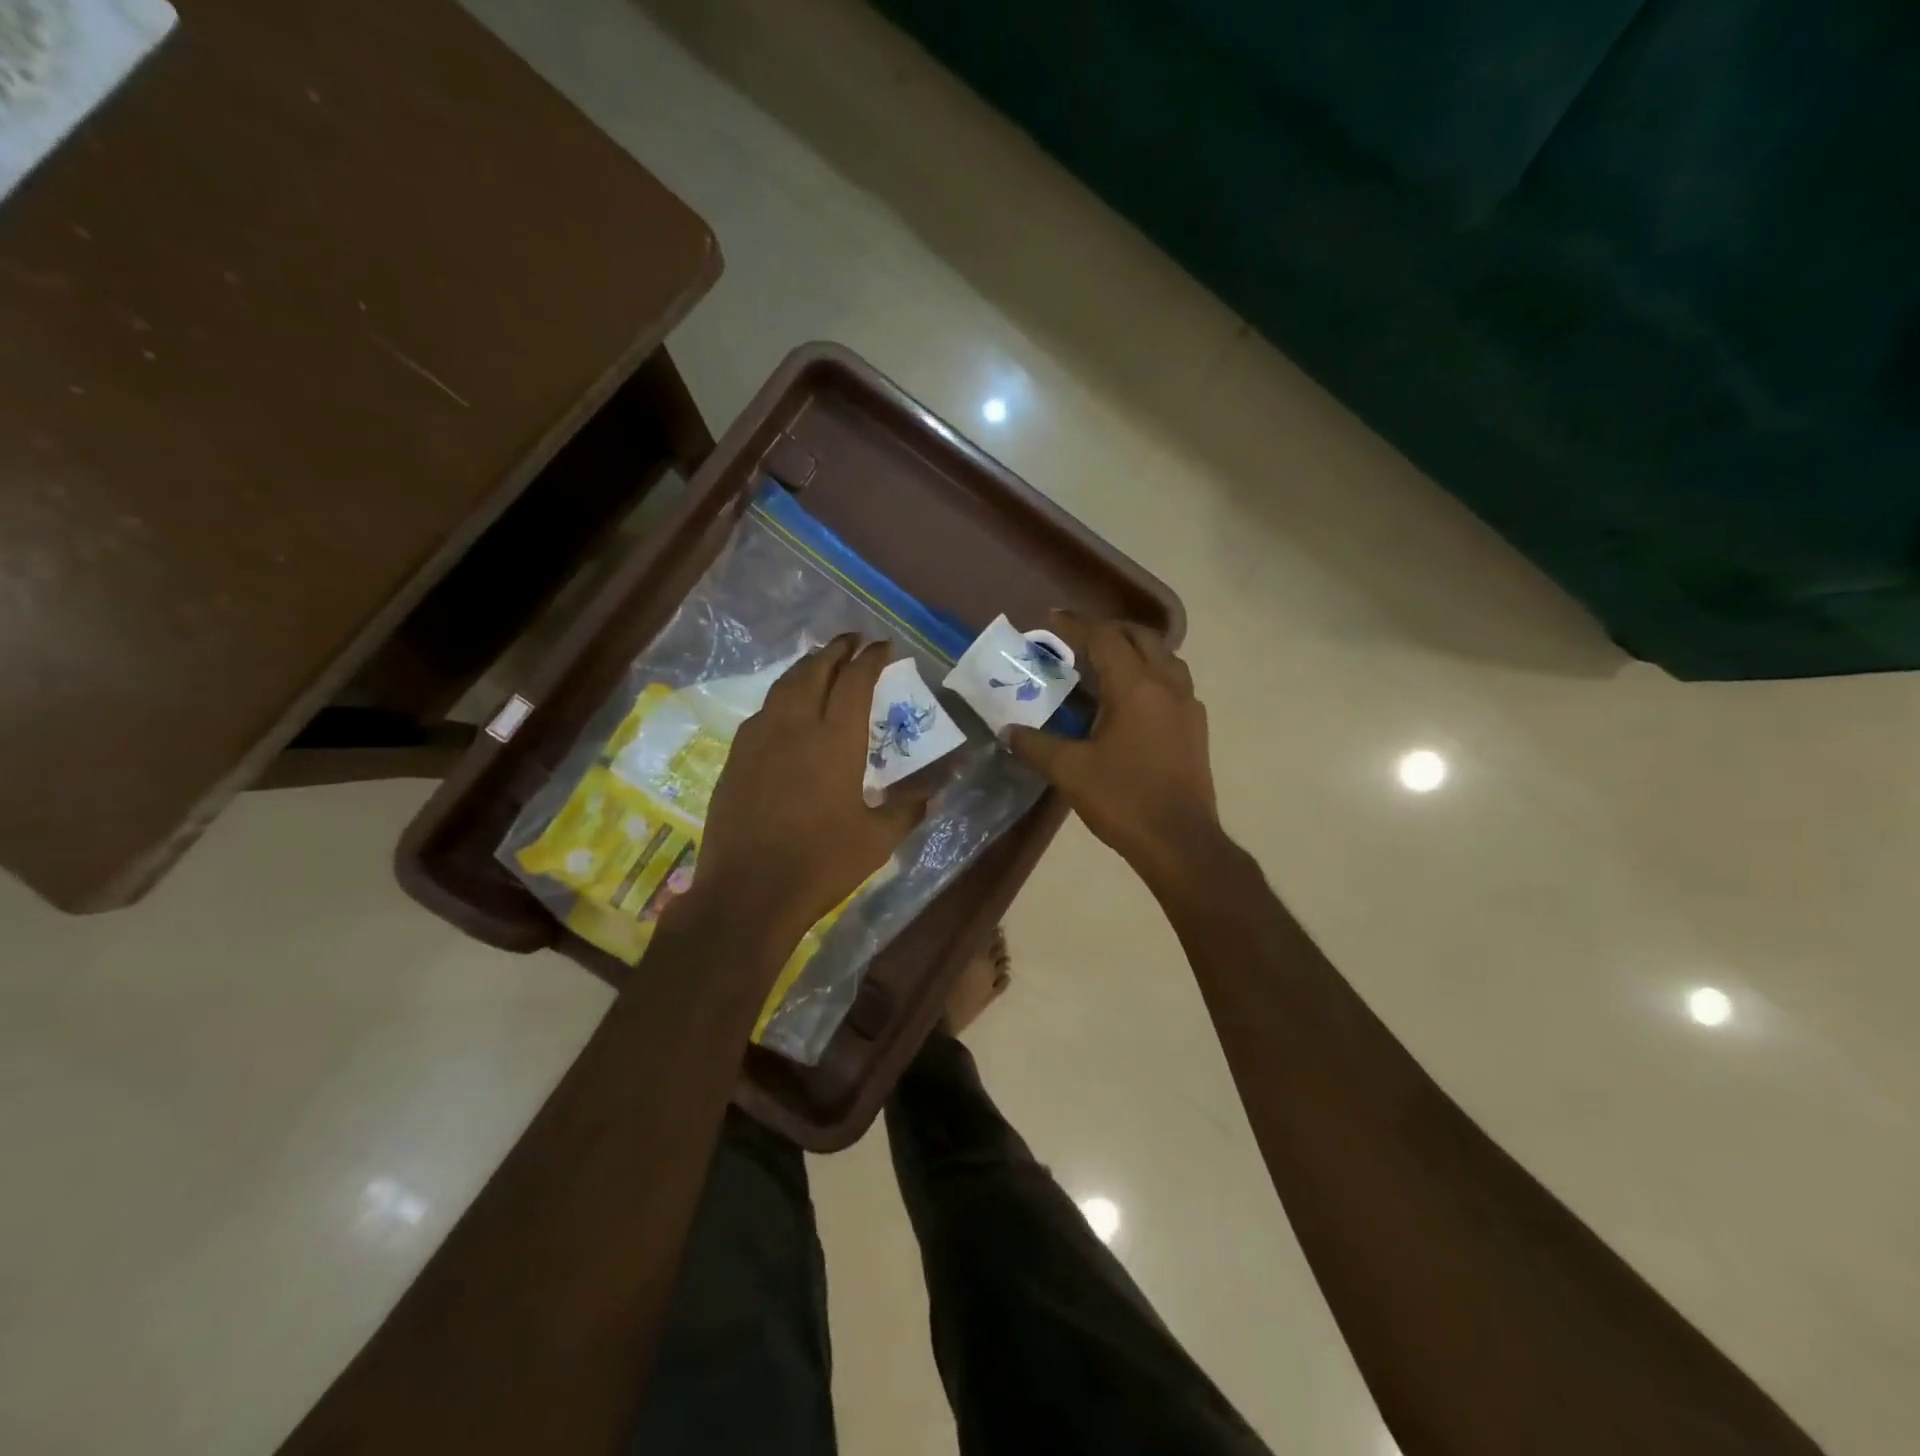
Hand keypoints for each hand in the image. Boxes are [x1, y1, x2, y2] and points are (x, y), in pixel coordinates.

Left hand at [683, 635, 929, 949]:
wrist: (748, 892)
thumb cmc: (821, 864)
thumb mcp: (878, 839)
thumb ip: (910, 806)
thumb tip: (941, 788)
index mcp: (836, 740)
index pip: (856, 680)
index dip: (872, 658)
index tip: (884, 647)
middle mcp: (795, 725)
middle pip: (816, 669)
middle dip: (837, 649)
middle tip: (853, 641)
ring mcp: (759, 738)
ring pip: (785, 684)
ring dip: (808, 666)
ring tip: (823, 663)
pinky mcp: (736, 756)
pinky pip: (764, 710)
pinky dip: (783, 695)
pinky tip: (789, 709)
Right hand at [1008, 613, 1218, 887]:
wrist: (1180, 842)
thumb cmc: (1123, 800)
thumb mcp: (1069, 772)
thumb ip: (1035, 745)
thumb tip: (1008, 731)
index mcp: (1135, 687)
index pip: (1104, 638)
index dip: (1075, 626)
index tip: (1051, 620)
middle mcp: (1166, 685)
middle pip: (1140, 637)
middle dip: (1108, 630)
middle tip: (1078, 639)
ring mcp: (1187, 705)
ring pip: (1164, 656)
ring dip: (1135, 648)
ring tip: (1107, 661)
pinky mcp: (1195, 727)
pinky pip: (1174, 681)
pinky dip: (1152, 672)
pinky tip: (1133, 698)